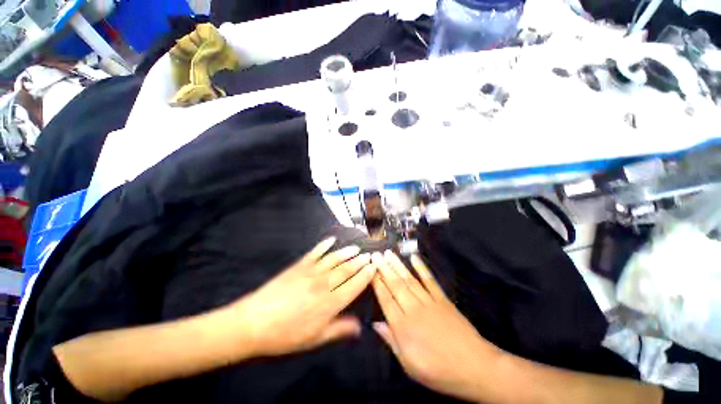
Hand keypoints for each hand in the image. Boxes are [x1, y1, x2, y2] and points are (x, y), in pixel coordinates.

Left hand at [230, 238, 375, 356]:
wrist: (254, 322)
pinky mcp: (299, 265)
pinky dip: (324, 245)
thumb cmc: (285, 335)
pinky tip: (331, 240)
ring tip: (356, 248)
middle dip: (360, 262)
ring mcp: (311, 272)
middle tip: (370, 255)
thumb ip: (338, 329)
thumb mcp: (314, 339)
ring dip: (347, 252)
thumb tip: (360, 327)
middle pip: (347, 270)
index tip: (374, 267)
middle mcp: (324, 284)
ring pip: (334, 259)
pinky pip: (315, 252)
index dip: (366, 275)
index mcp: (330, 303)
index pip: (354, 285)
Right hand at [371, 251, 501, 401]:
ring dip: (398, 265)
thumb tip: (375, 324)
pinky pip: (430, 280)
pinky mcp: (442, 299)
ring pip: (409, 280)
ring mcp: (429, 302)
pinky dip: (422, 268)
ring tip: (388, 253)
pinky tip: (414, 258)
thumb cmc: (438, 371)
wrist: (475, 367)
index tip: (370, 269)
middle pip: (396, 285)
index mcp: (403, 327)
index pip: (386, 299)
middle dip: (384, 269)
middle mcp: (414, 309)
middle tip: (376, 254)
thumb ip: (391, 341)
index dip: (377, 283)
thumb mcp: (409, 365)